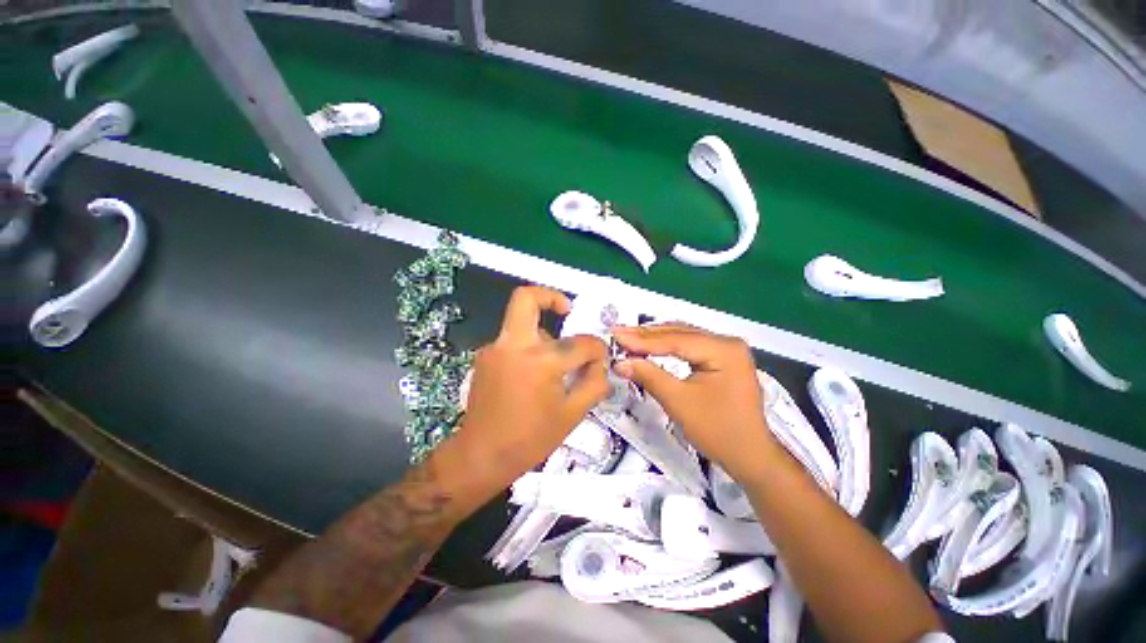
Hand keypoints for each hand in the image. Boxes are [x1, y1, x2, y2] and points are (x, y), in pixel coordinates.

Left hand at [440, 287, 609, 507]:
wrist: (481, 455)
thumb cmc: (530, 439)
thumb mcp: (572, 414)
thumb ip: (594, 383)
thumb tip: (601, 364)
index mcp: (541, 361)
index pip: (581, 342)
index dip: (597, 349)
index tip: (599, 358)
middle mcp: (514, 345)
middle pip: (526, 298)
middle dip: (550, 296)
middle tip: (567, 310)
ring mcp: (495, 348)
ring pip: (521, 321)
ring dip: (542, 333)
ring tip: (554, 364)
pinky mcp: (485, 356)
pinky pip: (513, 340)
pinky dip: (529, 347)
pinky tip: (533, 374)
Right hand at [612, 324, 777, 479]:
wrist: (750, 456)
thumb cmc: (718, 431)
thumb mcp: (678, 402)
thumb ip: (648, 376)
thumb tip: (619, 362)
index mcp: (724, 350)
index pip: (676, 340)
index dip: (642, 339)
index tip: (616, 335)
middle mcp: (727, 343)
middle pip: (680, 333)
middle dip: (646, 336)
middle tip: (618, 334)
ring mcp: (726, 350)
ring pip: (683, 337)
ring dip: (655, 339)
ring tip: (628, 338)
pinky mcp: (722, 358)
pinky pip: (690, 347)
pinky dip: (667, 347)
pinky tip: (650, 346)